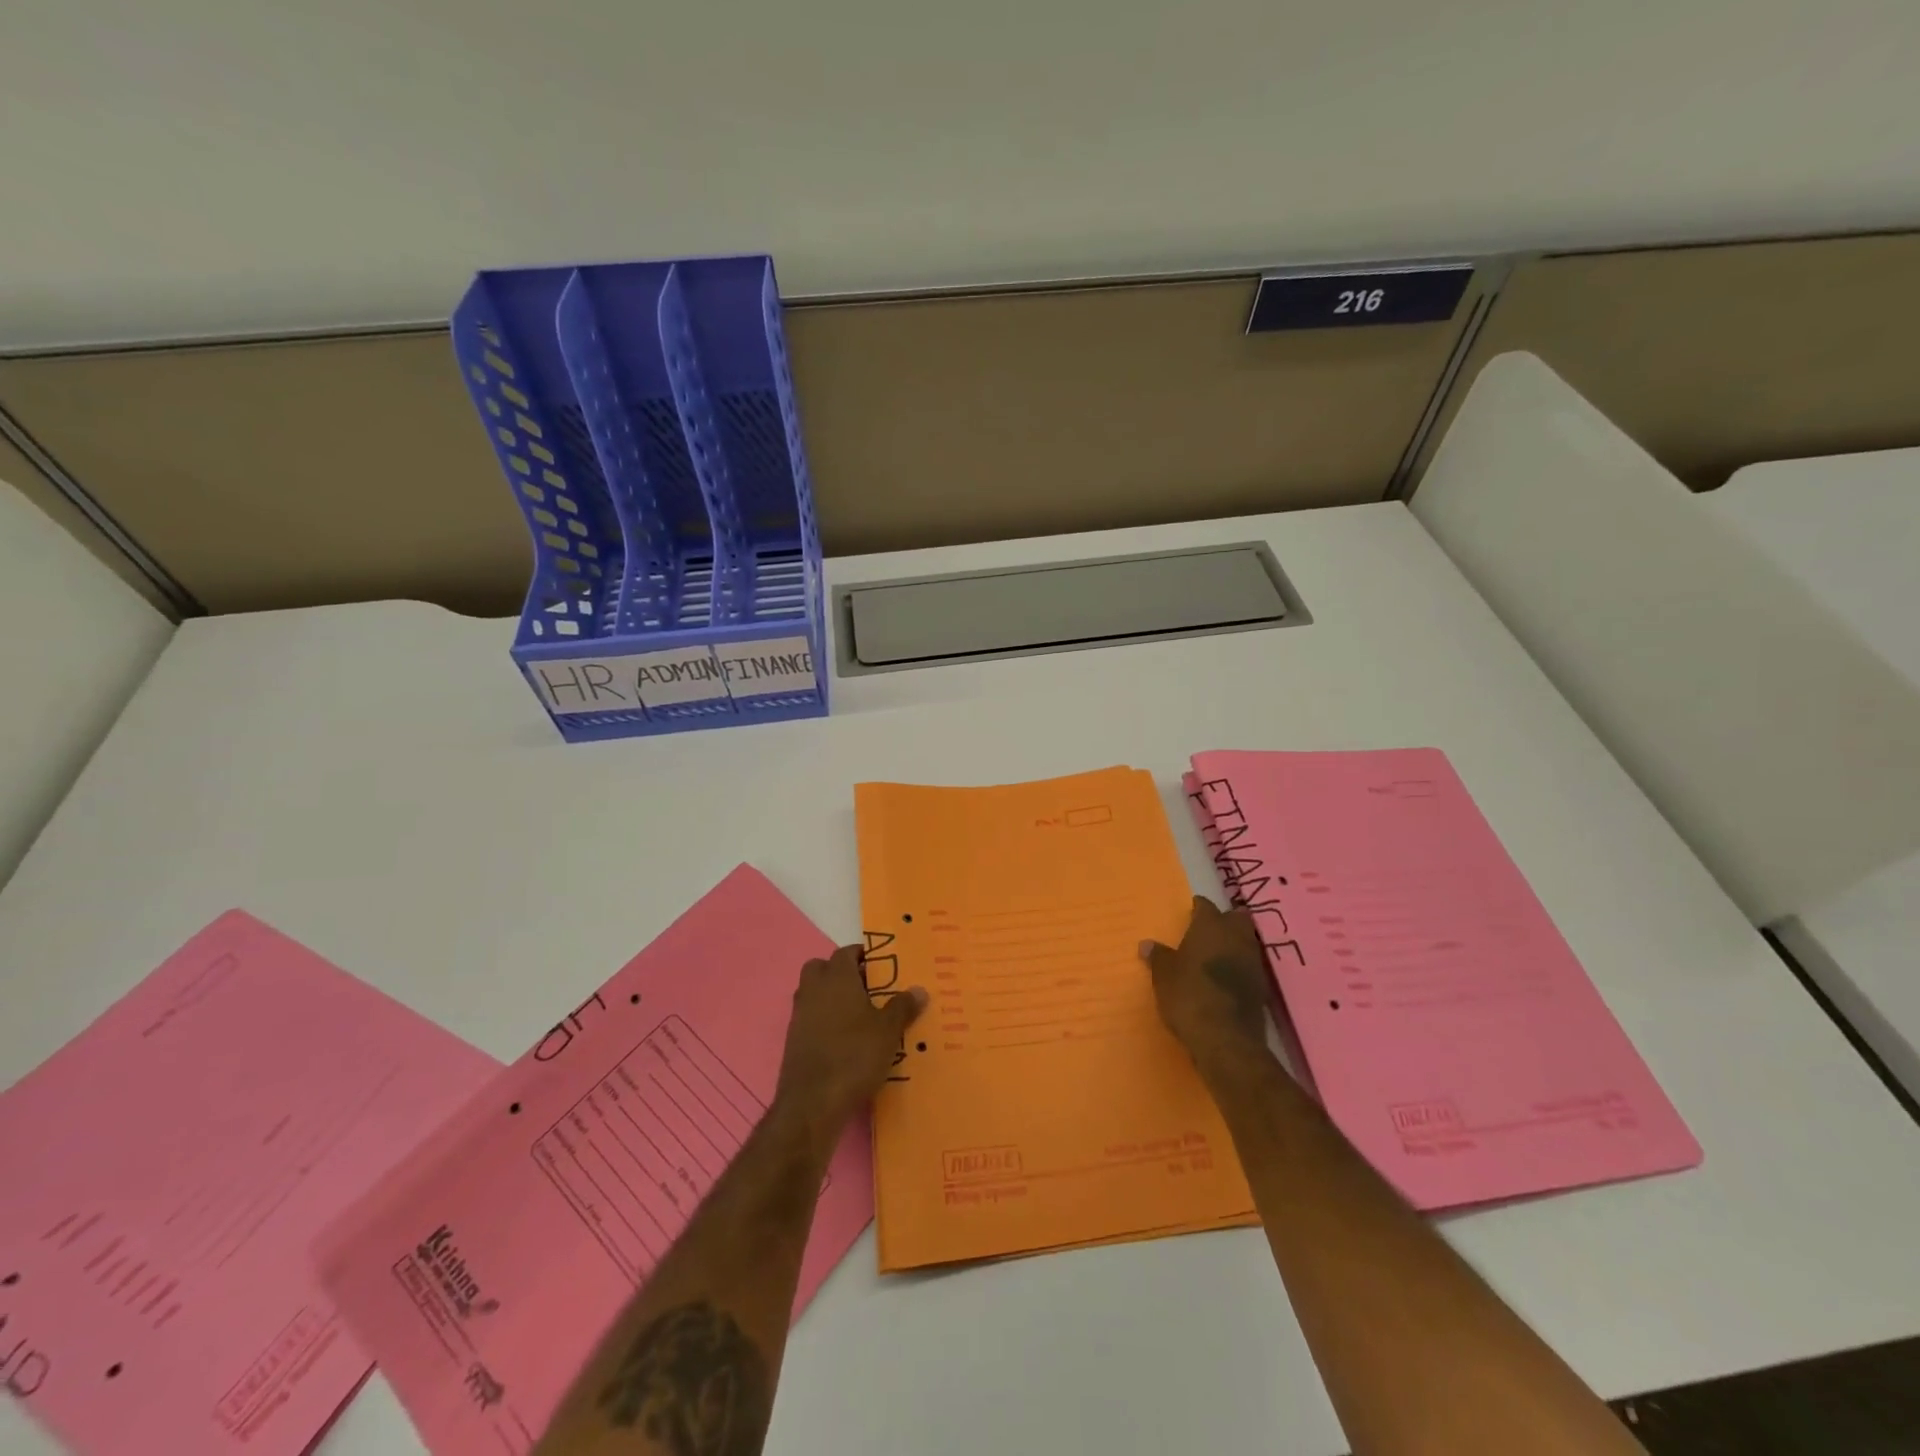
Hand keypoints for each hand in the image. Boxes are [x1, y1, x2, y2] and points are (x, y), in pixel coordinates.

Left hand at [774, 945, 926, 1138]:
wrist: (813, 1102)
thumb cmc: (854, 1056)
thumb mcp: (888, 1031)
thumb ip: (903, 1007)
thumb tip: (919, 989)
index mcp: (836, 978)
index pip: (845, 952)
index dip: (862, 955)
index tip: (880, 966)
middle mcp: (813, 990)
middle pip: (822, 968)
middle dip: (841, 972)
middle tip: (866, 988)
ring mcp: (799, 1015)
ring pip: (814, 993)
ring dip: (831, 997)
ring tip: (858, 1015)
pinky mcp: (792, 1040)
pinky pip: (810, 1018)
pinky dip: (824, 1021)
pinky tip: (844, 1040)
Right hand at [1140, 896, 1273, 1072]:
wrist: (1225, 1039)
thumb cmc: (1189, 996)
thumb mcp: (1164, 976)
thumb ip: (1158, 957)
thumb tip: (1147, 944)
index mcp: (1211, 927)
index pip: (1206, 906)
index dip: (1198, 908)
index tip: (1190, 912)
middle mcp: (1236, 938)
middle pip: (1236, 918)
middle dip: (1225, 920)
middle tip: (1207, 930)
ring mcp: (1253, 962)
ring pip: (1246, 942)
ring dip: (1234, 944)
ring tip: (1215, 955)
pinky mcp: (1261, 987)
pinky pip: (1249, 966)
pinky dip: (1239, 967)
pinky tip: (1225, 979)